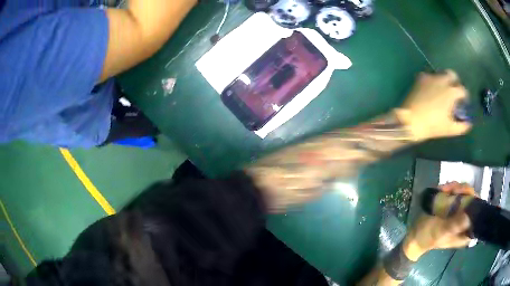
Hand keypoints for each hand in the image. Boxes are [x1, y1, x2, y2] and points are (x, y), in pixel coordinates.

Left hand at [395, 70, 471, 141]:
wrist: (411, 120)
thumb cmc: (433, 125)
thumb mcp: (450, 129)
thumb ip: (462, 127)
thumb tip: (468, 124)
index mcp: (451, 91)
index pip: (463, 89)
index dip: (465, 96)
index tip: (463, 102)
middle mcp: (442, 80)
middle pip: (452, 74)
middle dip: (455, 81)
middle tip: (454, 91)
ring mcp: (430, 77)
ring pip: (441, 73)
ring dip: (444, 79)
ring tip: (443, 90)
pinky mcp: (420, 78)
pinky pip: (429, 75)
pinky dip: (433, 80)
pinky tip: (431, 89)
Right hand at [402, 182, 472, 260]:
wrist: (415, 236)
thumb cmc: (427, 237)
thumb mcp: (440, 232)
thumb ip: (453, 225)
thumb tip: (469, 216)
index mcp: (465, 232)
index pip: (478, 215)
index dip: (476, 202)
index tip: (467, 196)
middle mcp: (466, 221)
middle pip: (473, 199)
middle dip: (464, 191)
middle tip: (453, 190)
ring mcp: (459, 212)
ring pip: (465, 193)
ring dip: (456, 188)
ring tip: (444, 189)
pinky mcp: (453, 206)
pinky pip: (457, 192)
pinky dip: (451, 188)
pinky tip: (443, 189)